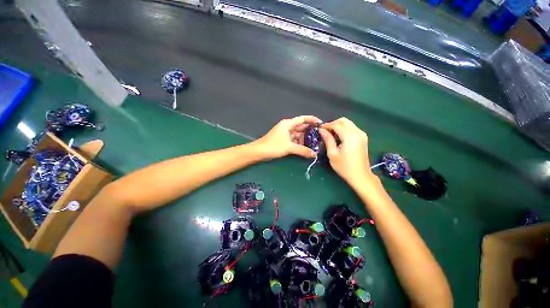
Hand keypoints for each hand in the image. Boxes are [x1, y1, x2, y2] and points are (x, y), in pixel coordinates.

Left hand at [253, 115, 321, 159]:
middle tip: (321, 137)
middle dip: (310, 131)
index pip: (303, 119)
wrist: (259, 152)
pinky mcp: (284, 140)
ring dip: (305, 139)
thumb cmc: (273, 146)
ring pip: (298, 135)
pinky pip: (294, 140)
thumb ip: (302, 150)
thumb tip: (314, 154)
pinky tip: (306, 148)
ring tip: (315, 144)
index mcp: (288, 124)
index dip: (312, 120)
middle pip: (301, 127)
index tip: (321, 124)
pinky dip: (300, 143)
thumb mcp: (289, 147)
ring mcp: (285, 134)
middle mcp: (287, 127)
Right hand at [319, 118, 374, 183]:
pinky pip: (352, 128)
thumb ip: (328, 139)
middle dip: (333, 124)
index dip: (327, 125)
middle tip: (325, 131)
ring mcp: (362, 134)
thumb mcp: (332, 154)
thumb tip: (321, 130)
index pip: (337, 125)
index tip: (319, 129)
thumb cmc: (344, 166)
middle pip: (343, 121)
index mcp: (350, 137)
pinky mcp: (363, 137)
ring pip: (348, 123)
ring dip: (338, 126)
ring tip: (330, 134)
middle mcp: (357, 132)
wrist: (360, 175)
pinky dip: (344, 129)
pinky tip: (338, 136)